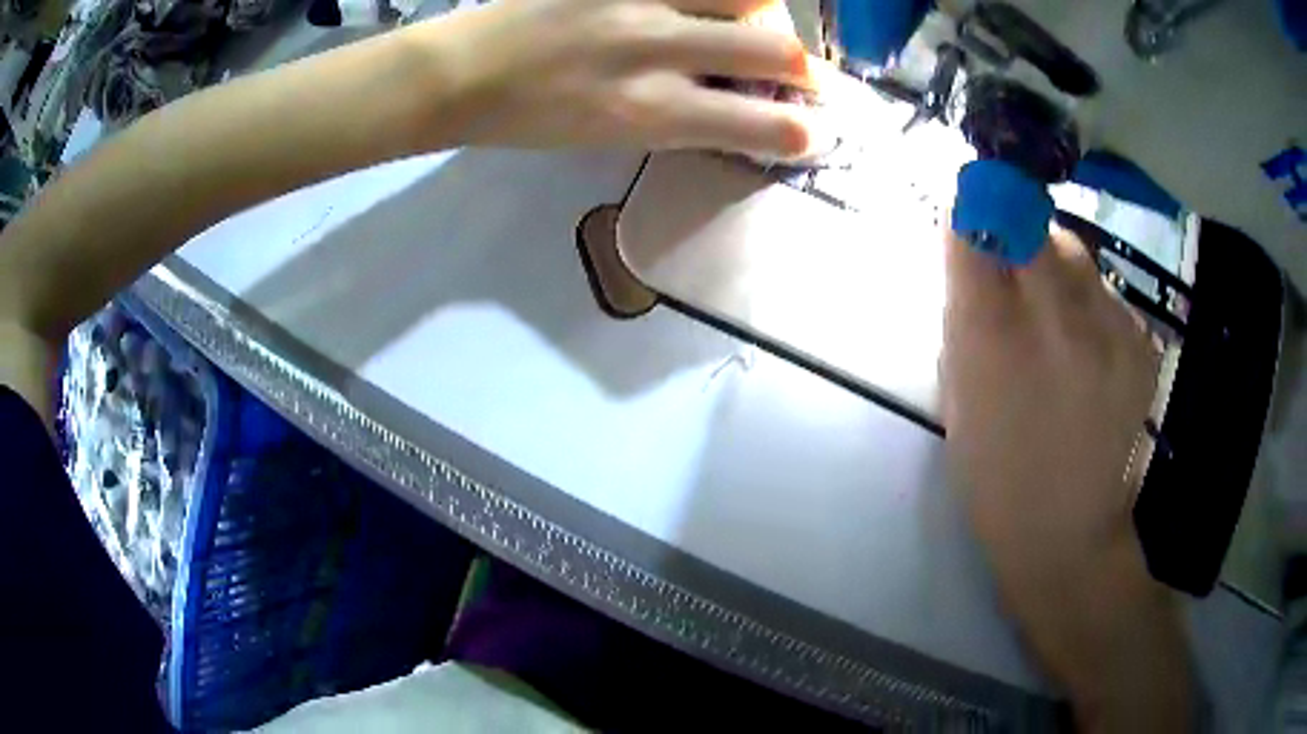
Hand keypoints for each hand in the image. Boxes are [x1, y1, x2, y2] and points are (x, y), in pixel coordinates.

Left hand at [415, 0, 816, 157]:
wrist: (458, 74)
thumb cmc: (528, 119)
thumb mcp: (609, 137)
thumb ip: (681, 118)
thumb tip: (739, 100)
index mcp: (648, 112)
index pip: (760, 125)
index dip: (804, 133)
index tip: (816, 133)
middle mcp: (653, 50)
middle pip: (776, 49)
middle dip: (805, 69)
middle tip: (798, 73)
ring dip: (766, 13)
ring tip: (752, 22)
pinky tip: (711, 5)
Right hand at [942, 227, 1158, 583]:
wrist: (1068, 534)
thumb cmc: (996, 476)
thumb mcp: (956, 396)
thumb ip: (964, 316)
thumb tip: (971, 253)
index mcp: (992, 333)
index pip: (978, 223)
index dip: (973, 209)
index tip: (972, 214)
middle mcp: (1055, 315)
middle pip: (1033, 222)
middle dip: (1017, 231)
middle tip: (1015, 267)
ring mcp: (1109, 327)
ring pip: (1076, 253)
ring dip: (1057, 269)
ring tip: (1057, 318)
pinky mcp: (1141, 343)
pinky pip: (1108, 295)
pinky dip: (1092, 307)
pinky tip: (1090, 354)